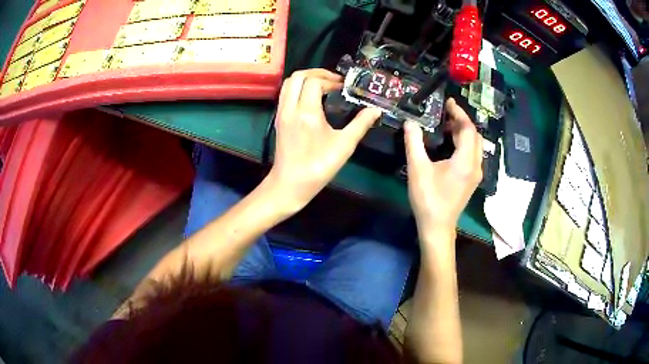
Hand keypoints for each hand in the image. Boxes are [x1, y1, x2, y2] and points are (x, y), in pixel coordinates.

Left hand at [266, 69, 381, 212]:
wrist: (289, 185)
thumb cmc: (318, 167)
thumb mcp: (344, 146)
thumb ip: (361, 124)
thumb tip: (375, 110)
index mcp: (306, 111)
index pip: (314, 81)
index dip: (330, 79)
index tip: (344, 87)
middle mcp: (290, 107)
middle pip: (298, 76)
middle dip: (317, 73)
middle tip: (334, 80)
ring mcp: (282, 113)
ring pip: (288, 84)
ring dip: (306, 79)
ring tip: (323, 85)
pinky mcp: (279, 119)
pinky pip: (285, 94)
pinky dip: (298, 88)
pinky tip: (311, 98)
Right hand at [404, 98, 482, 237]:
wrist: (437, 227)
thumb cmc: (428, 199)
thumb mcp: (417, 169)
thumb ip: (414, 142)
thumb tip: (409, 122)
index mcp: (465, 161)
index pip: (468, 129)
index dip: (459, 113)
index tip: (448, 102)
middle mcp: (475, 165)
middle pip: (475, 135)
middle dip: (462, 121)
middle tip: (446, 113)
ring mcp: (475, 174)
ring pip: (475, 145)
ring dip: (464, 132)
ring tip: (446, 126)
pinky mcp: (472, 180)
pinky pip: (472, 154)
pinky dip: (464, 144)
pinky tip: (450, 145)